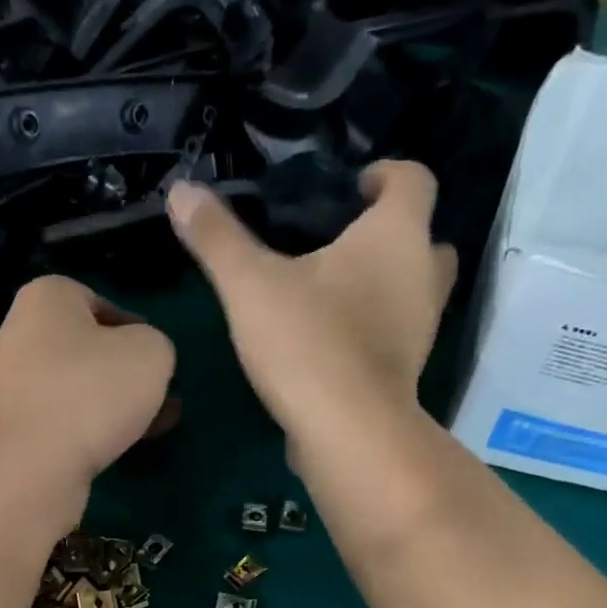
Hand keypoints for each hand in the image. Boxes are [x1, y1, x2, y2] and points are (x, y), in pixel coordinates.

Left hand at [0, 274, 176, 492]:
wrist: (32, 465)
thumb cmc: (93, 391)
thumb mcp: (152, 352)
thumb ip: (156, 346)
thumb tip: (141, 362)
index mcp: (46, 297)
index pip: (99, 302)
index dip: (135, 330)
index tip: (156, 359)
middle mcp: (19, 334)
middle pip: (86, 349)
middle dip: (124, 373)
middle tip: (158, 397)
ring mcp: (10, 385)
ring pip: (76, 388)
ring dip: (112, 405)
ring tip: (151, 427)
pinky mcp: (12, 430)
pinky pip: (61, 420)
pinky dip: (89, 430)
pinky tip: (120, 448)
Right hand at [168, 161, 457, 448]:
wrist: (347, 433)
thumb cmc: (308, 342)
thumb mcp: (250, 286)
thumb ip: (218, 238)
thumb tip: (181, 191)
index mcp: (396, 236)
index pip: (413, 179)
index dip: (387, 174)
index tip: (354, 186)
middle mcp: (422, 276)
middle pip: (425, 239)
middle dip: (393, 236)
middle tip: (346, 243)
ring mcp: (420, 330)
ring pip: (415, 292)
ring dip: (387, 286)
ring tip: (334, 294)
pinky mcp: (405, 375)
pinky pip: (396, 336)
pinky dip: (374, 331)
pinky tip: (331, 344)